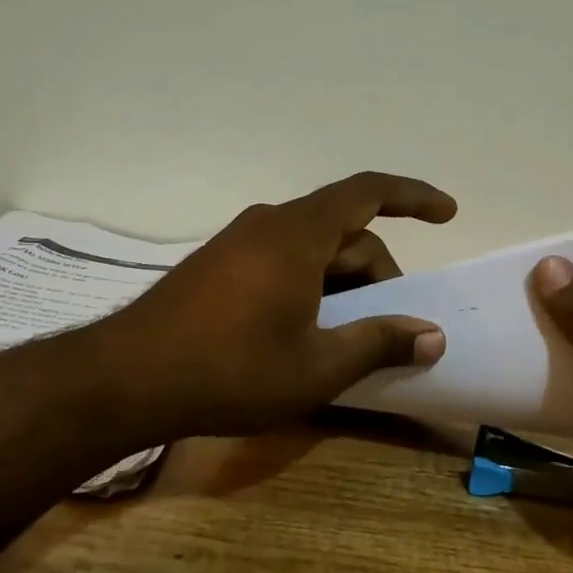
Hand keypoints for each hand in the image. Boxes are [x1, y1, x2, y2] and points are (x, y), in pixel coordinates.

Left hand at [101, 172, 456, 438]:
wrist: (124, 380)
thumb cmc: (231, 369)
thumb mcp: (316, 366)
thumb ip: (378, 343)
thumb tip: (432, 336)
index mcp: (298, 233)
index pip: (368, 191)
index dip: (414, 197)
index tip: (449, 213)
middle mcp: (269, 224)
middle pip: (343, 232)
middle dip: (378, 273)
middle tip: (392, 327)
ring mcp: (238, 243)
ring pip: (312, 250)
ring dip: (343, 285)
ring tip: (349, 338)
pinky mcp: (217, 266)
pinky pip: (282, 262)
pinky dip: (310, 287)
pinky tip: (305, 334)